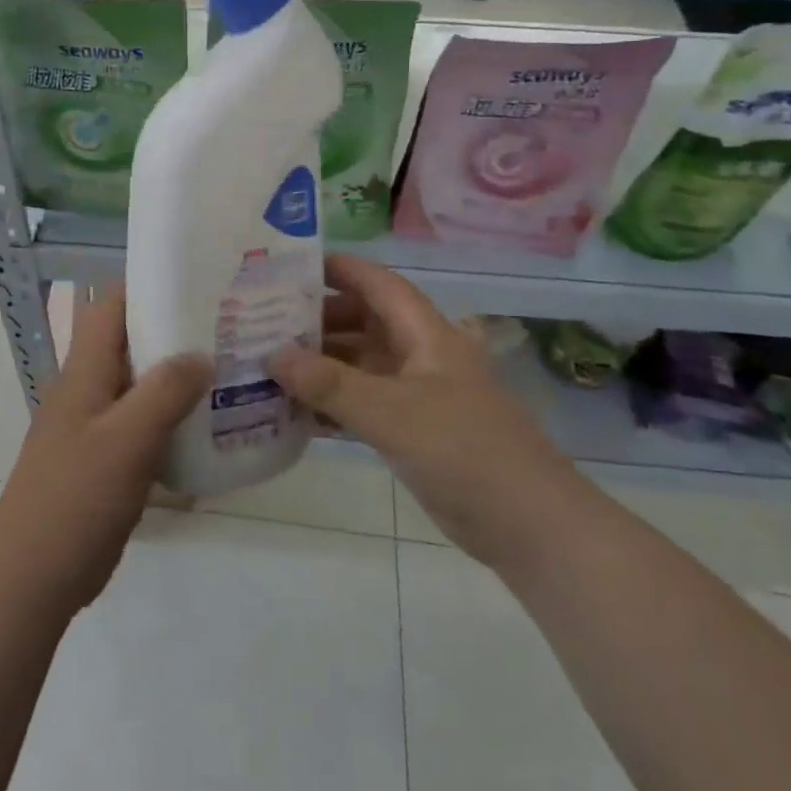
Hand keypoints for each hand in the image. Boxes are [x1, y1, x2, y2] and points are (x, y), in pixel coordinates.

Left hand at [0, 284, 211, 615]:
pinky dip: (172, 419)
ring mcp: (95, 426)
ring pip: (140, 385)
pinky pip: (143, 425)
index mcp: (84, 371)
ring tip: (230, 371)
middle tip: (229, 328)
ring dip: (177, 378)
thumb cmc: (77, 497)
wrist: (34, 574)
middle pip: (131, 342)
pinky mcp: (106, 460)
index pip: (111, 305)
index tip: (197, 283)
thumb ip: (165, 391)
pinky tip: (210, 429)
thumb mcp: (127, 439)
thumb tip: (201, 354)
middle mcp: (88, 389)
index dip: (148, 286)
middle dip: (174, 331)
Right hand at [267, 255, 576, 562]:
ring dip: (319, 365)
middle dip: (317, 320)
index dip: (339, 269)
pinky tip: (291, 410)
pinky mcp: (411, 431)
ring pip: (359, 366)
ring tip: (267, 363)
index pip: (378, 284)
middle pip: (363, 323)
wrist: (526, 525)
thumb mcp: (390, 412)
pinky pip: (361, 404)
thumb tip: (271, 354)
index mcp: (426, 334)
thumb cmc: (462, 450)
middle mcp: (420, 356)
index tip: (291, 266)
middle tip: (264, 321)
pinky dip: (330, 404)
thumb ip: (329, 384)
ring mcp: (416, 395)